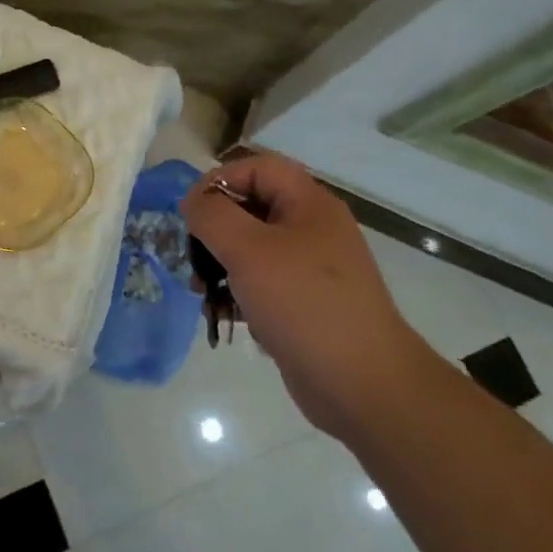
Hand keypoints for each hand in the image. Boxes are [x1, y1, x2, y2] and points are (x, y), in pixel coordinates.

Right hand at [182, 153, 428, 434]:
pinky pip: (262, 284)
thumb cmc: (303, 303)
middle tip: (192, 256)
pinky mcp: (304, 303)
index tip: (191, 212)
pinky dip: (238, 293)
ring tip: (200, 291)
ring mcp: (310, 268)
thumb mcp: (248, 251)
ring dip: (220, 264)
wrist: (362, 383)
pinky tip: (222, 314)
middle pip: (251, 208)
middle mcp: (312, 229)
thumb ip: (213, 216)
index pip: (258, 168)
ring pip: (252, 249)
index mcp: (309, 204)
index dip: (220, 180)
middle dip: (214, 229)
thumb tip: (194, 201)